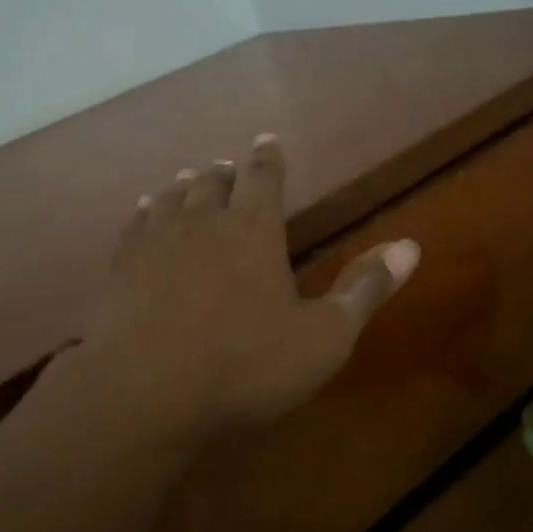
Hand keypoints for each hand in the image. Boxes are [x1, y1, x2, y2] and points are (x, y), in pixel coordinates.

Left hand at [78, 134, 419, 441]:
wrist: (145, 391)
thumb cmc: (244, 365)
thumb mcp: (323, 337)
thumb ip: (364, 289)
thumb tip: (411, 246)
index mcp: (252, 229)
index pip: (263, 177)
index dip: (268, 158)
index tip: (266, 140)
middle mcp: (202, 221)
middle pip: (213, 182)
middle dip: (225, 173)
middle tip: (228, 168)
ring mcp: (155, 240)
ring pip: (172, 197)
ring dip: (184, 185)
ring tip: (188, 179)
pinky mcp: (121, 265)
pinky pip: (135, 223)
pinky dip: (145, 210)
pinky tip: (143, 211)